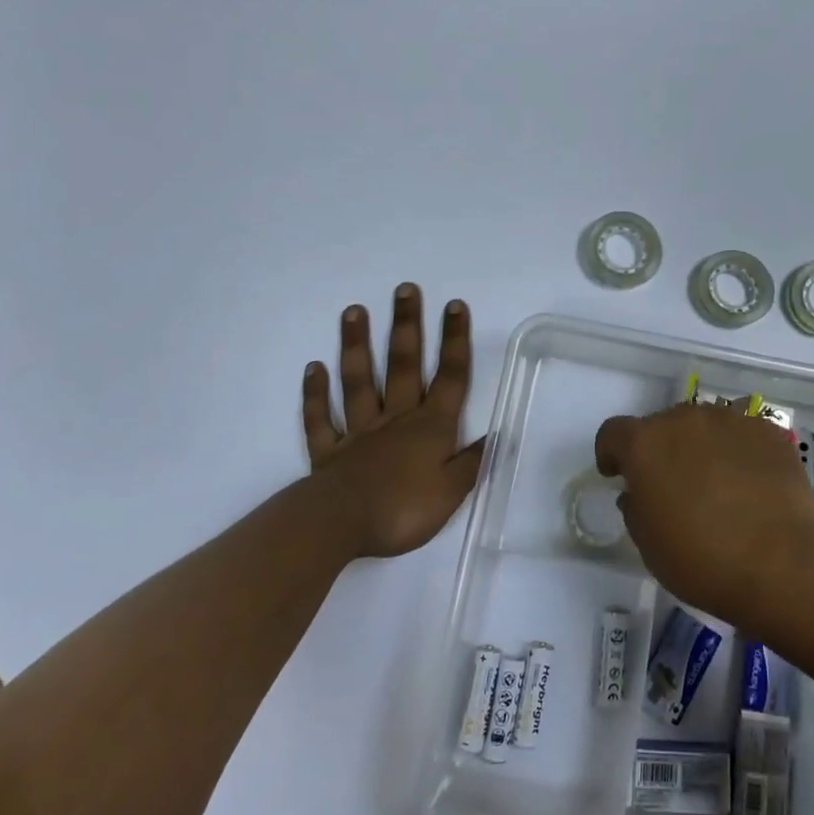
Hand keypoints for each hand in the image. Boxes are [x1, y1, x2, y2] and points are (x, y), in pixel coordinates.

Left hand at [303, 284, 483, 559]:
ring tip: (353, 311)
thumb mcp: (451, 491)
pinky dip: (315, 394)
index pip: (450, 377)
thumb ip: (473, 461)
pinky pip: (320, 418)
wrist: (340, 525)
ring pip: (359, 382)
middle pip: (403, 366)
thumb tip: (500, 434)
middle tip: (403, 289)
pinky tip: (314, 368)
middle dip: (406, 326)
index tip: (454, 305)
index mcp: (430, 427)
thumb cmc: (403, 508)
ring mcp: (358, 432)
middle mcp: (396, 419)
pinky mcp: (329, 452)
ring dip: (357, 346)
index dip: (454, 341)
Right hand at [595, 404, 813, 625]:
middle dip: (662, 450)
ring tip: (718, 484)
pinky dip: (740, 452)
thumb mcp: (649, 545)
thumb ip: (636, 508)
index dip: (611, 453)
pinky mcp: (768, 431)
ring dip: (702, 447)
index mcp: (645, 443)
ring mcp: (730, 420)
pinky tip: (752, 484)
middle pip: (662, 425)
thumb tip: (639, 492)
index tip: (618, 475)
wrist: (781, 564)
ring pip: (705, 425)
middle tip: (674, 487)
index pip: (613, 433)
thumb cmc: (702, 560)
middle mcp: (684, 418)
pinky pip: (743, 435)